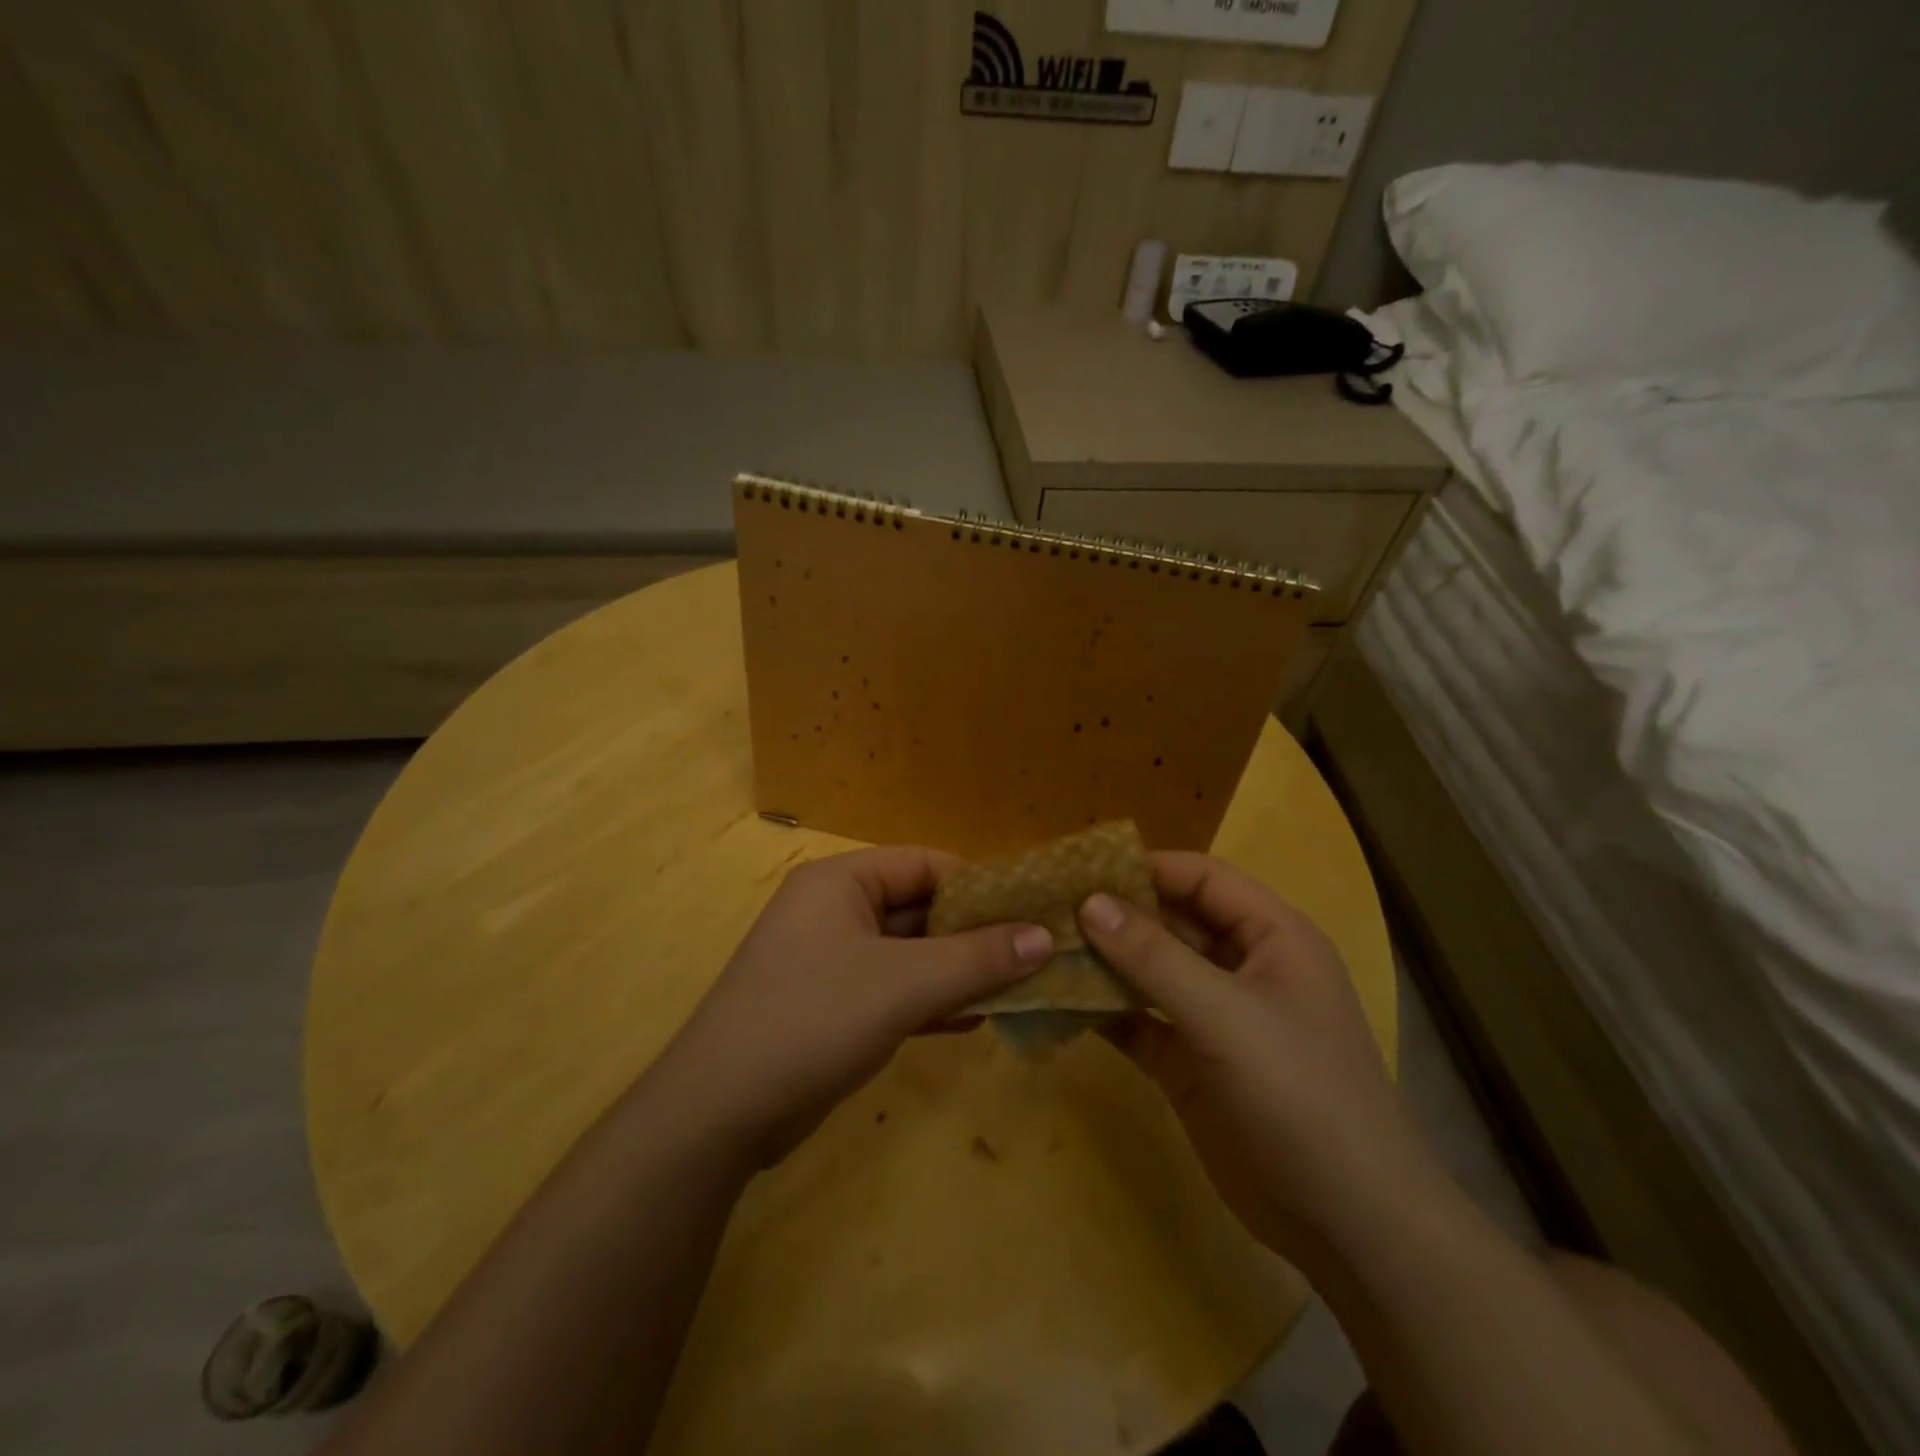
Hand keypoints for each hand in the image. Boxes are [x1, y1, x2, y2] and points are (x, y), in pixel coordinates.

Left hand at [649, 846, 1052, 1168]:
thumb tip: (1046, 936)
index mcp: (841, 881)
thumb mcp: (904, 984)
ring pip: (911, 953)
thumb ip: (977, 958)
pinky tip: (977, 1019)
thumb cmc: (813, 1020)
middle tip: (1035, 954)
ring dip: (960, 970)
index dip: (980, 885)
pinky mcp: (832, 1007)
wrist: (719, 1114)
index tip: (1031, 912)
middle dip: (975, 934)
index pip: (925, 864)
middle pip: (920, 908)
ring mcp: (832, 961)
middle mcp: (835, 911)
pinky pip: (894, 990)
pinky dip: (933, 1001)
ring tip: (1020, 986)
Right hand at [1080, 852, 1439, 1264]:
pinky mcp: (1189, 1063)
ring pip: (1148, 972)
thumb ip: (1154, 956)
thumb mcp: (1226, 1015)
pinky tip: (1056, 1002)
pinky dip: (1103, 1011)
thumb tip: (1089, 902)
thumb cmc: (1300, 1094)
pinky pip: (1138, 1021)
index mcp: (1270, 936)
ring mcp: (1213, 1017)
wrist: (1347, 1224)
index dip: (1145, 867)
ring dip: (1102, 962)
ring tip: (1041, 949)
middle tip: (1047, 908)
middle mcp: (1240, 967)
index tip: (1080, 868)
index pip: (1201, 878)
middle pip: (1169, 921)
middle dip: (1114, 915)